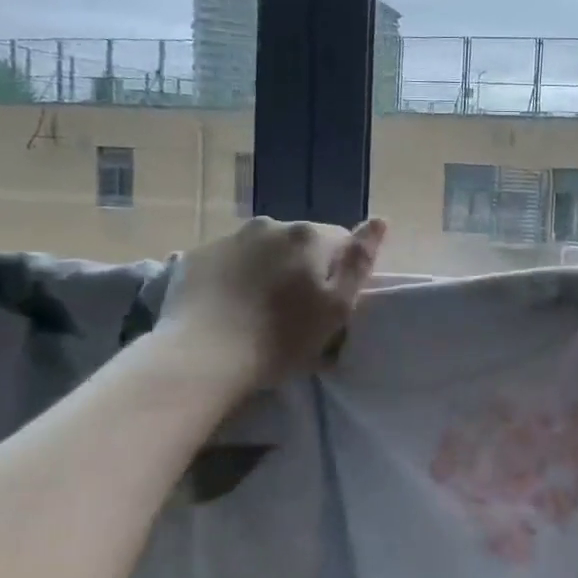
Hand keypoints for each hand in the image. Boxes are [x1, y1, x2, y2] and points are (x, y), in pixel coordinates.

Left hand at [156, 216, 386, 390]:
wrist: (202, 357)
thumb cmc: (282, 338)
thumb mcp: (337, 308)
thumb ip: (360, 261)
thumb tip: (380, 220)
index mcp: (310, 236)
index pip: (342, 242)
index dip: (340, 273)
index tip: (330, 304)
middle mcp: (271, 225)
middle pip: (301, 243)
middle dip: (303, 268)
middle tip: (295, 312)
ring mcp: (229, 238)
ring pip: (263, 250)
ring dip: (268, 270)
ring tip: (258, 311)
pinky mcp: (196, 257)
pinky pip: (229, 261)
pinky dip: (235, 277)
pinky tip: (229, 308)